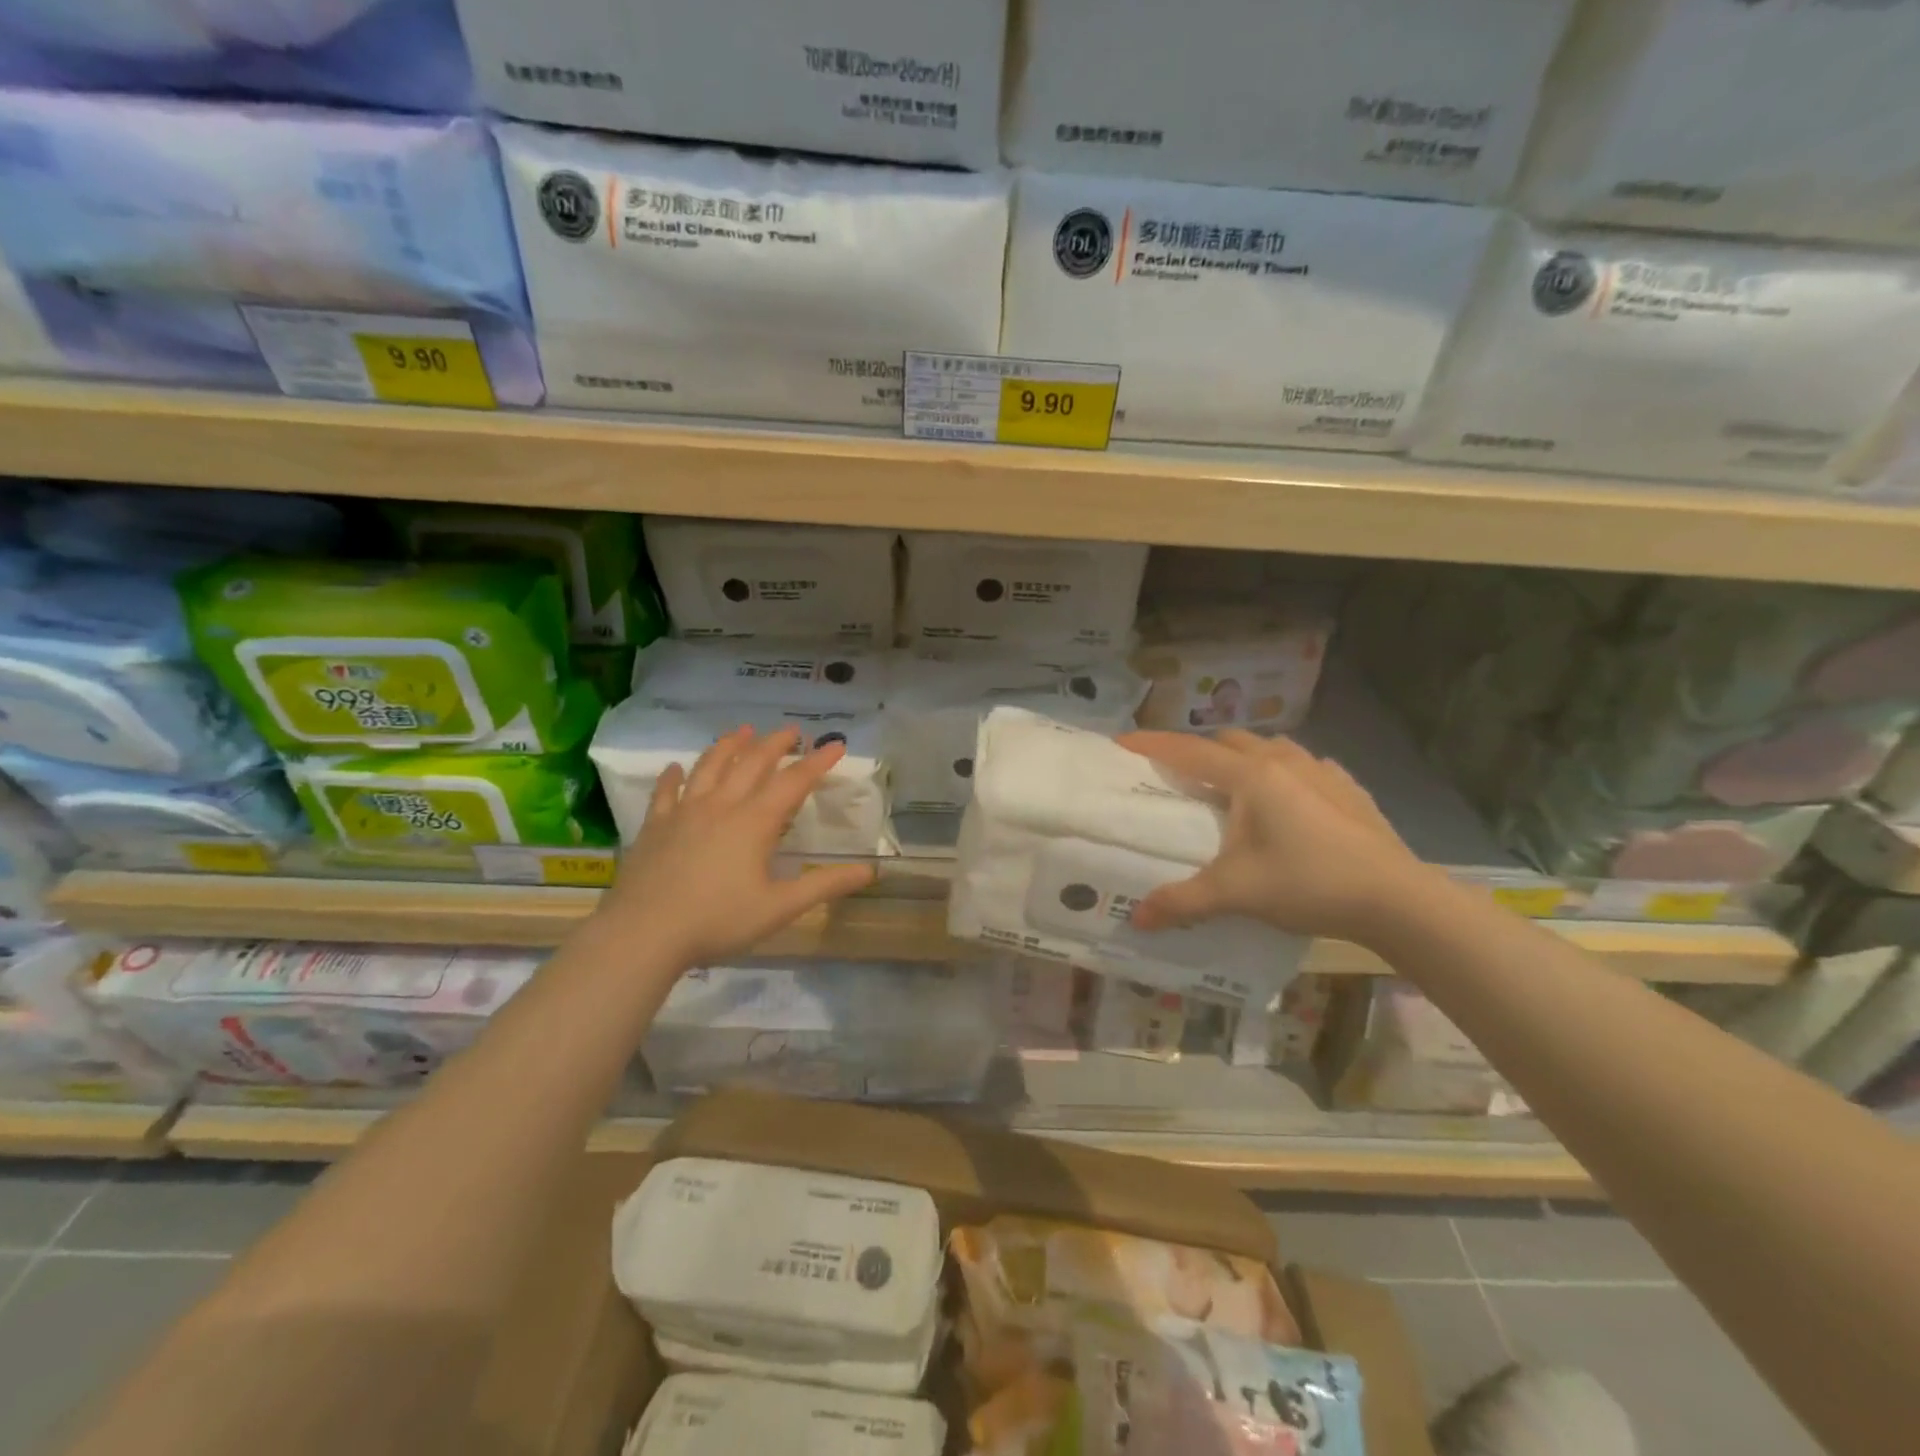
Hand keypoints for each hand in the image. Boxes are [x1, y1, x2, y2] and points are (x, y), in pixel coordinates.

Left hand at [595, 726, 876, 967]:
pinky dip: (673, 776)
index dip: (817, 762)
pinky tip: (676, 767)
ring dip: (729, 746)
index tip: (836, 744)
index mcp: (755, 822)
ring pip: (710, 766)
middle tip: (791, 731)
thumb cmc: (718, 921)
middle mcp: (721, 805)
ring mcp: (684, 812)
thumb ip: (825, 885)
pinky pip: (666, 791)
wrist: (644, 933)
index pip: (794, 782)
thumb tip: (870, 870)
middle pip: (752, 763)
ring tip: (743, 731)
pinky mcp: (655, 825)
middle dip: (775, 744)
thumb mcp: (780, 907)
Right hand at [1116, 729, 1427, 942]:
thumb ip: (1182, 901)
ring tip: (1235, 789)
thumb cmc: (1308, 883)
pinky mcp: (1348, 788)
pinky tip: (1289, 803)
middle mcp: (1283, 761)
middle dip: (1201, 752)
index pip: (1188, 751)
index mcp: (1250, 776)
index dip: (1152, 744)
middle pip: (1229, 742)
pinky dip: (1284, 774)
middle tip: (1183, 779)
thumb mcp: (1236, 893)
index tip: (1122, 743)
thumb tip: (1136, 919)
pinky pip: (1305, 767)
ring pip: (1270, 748)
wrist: (1396, 898)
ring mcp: (1321, 771)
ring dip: (1244, 759)